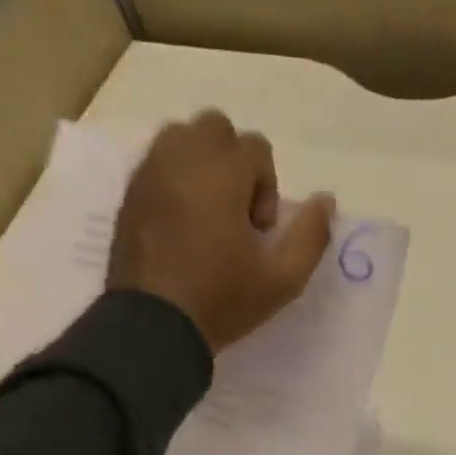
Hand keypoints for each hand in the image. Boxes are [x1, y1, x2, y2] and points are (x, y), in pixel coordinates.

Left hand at [108, 110, 335, 352]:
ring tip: (208, 211)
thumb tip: (326, 200)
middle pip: (215, 127)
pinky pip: (157, 162)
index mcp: (221, 174)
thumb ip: (311, 235)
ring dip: (202, 163)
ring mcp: (149, 174)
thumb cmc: (222, 300)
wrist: (153, 327)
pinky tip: (182, 222)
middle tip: (235, 210)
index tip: (258, 230)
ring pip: (181, 137)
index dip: (267, 186)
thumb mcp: (284, 278)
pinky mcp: (129, 193)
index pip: (255, 146)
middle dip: (233, 161)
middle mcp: (181, 159)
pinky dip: (176, 177)